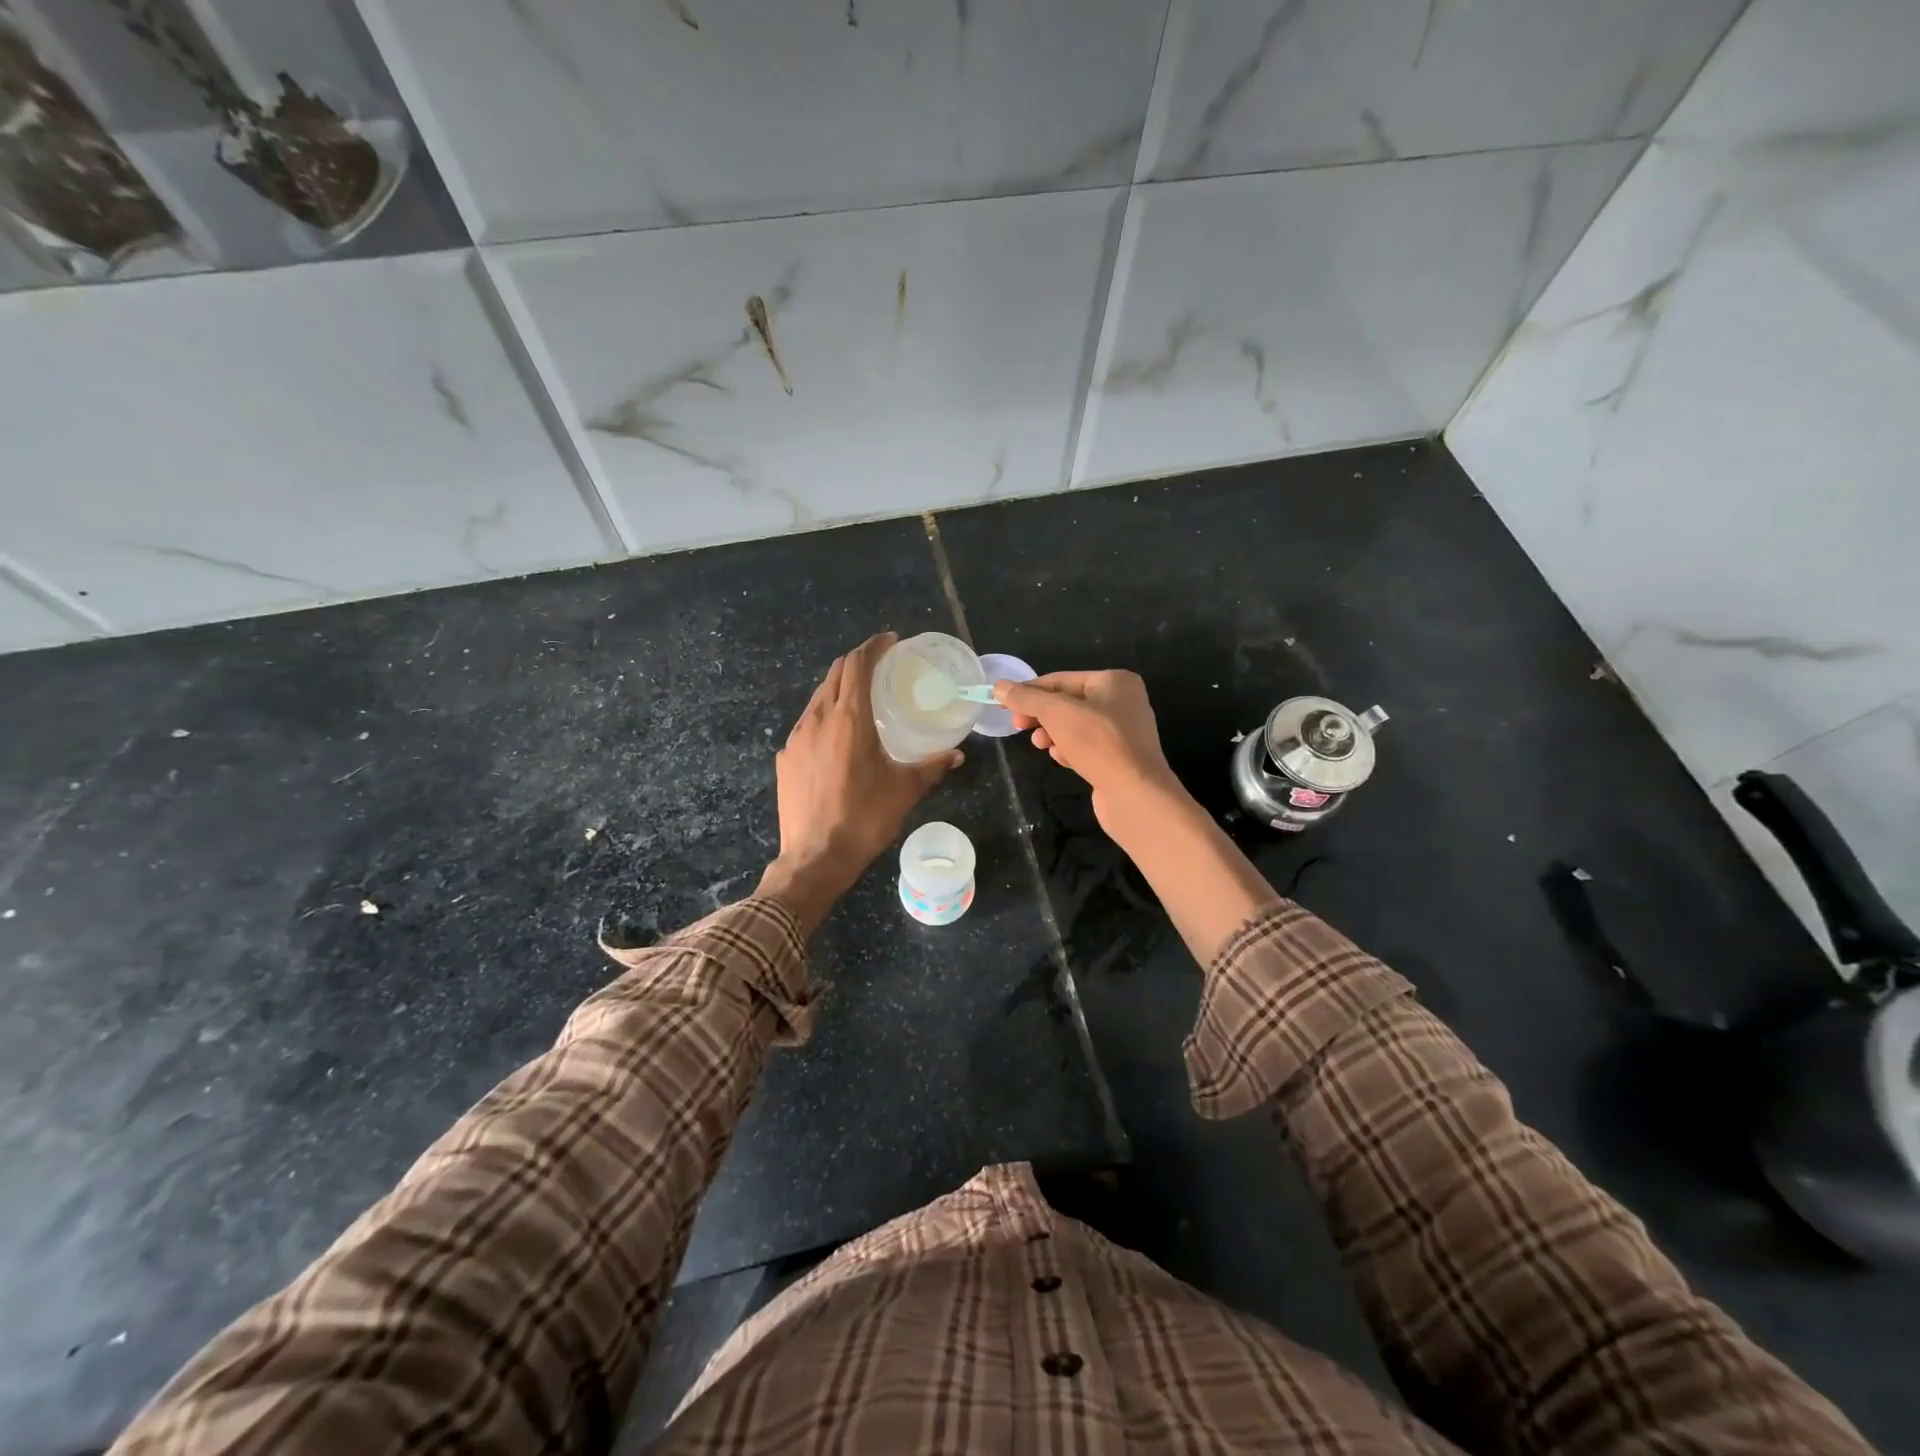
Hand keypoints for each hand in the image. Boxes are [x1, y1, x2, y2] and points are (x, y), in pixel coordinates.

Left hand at [757, 633, 961, 933]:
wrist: (814, 858)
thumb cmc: (864, 819)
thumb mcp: (905, 791)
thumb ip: (931, 767)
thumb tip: (956, 755)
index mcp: (849, 719)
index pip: (857, 665)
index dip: (874, 647)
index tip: (890, 642)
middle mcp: (818, 719)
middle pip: (835, 674)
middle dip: (857, 662)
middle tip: (881, 665)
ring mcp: (796, 738)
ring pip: (818, 697)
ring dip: (840, 688)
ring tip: (861, 699)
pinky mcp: (785, 758)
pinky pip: (807, 723)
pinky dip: (825, 714)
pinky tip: (838, 736)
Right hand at [997, 671, 1186, 838]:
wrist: (1136, 795)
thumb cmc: (1098, 744)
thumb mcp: (1057, 714)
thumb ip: (1027, 698)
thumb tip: (999, 687)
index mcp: (1115, 681)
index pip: (1061, 679)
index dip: (1029, 691)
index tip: (1003, 704)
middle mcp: (1123, 702)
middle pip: (1068, 703)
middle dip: (1041, 715)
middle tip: (1018, 725)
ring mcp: (1123, 732)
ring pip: (1075, 726)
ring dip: (1053, 734)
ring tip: (1041, 745)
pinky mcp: (1119, 758)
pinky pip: (1086, 747)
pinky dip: (1070, 750)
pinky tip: (1063, 760)